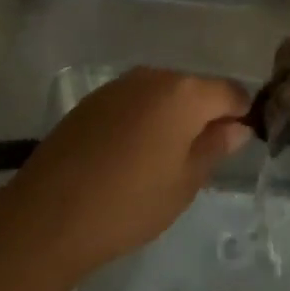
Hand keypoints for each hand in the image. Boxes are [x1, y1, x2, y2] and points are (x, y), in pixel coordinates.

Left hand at [1, 67, 251, 278]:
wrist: (49, 215)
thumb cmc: (129, 203)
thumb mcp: (185, 182)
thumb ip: (215, 146)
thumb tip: (238, 126)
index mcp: (184, 92)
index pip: (231, 92)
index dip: (241, 115)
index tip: (237, 144)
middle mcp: (154, 76)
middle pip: (195, 88)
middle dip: (205, 115)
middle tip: (199, 158)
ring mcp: (120, 84)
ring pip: (163, 93)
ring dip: (172, 117)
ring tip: (163, 159)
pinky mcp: (94, 98)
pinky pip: (134, 101)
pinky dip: (143, 119)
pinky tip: (131, 154)